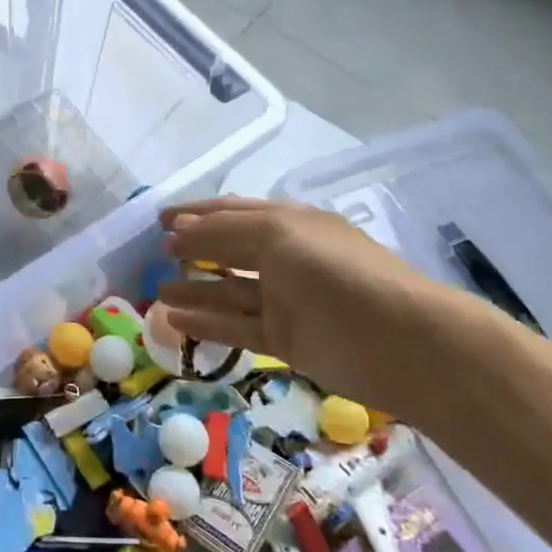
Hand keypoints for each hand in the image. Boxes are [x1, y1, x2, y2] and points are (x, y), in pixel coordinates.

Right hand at [157, 197, 464, 416]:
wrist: (397, 340)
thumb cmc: (335, 271)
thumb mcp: (276, 234)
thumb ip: (222, 232)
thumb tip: (177, 231)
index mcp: (289, 222)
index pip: (233, 211)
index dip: (196, 212)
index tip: (159, 219)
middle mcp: (285, 257)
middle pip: (229, 249)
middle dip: (192, 249)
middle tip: (153, 255)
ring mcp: (285, 299)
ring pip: (229, 290)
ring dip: (194, 289)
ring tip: (154, 292)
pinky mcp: (285, 339)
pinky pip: (237, 326)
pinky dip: (206, 322)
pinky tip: (173, 319)